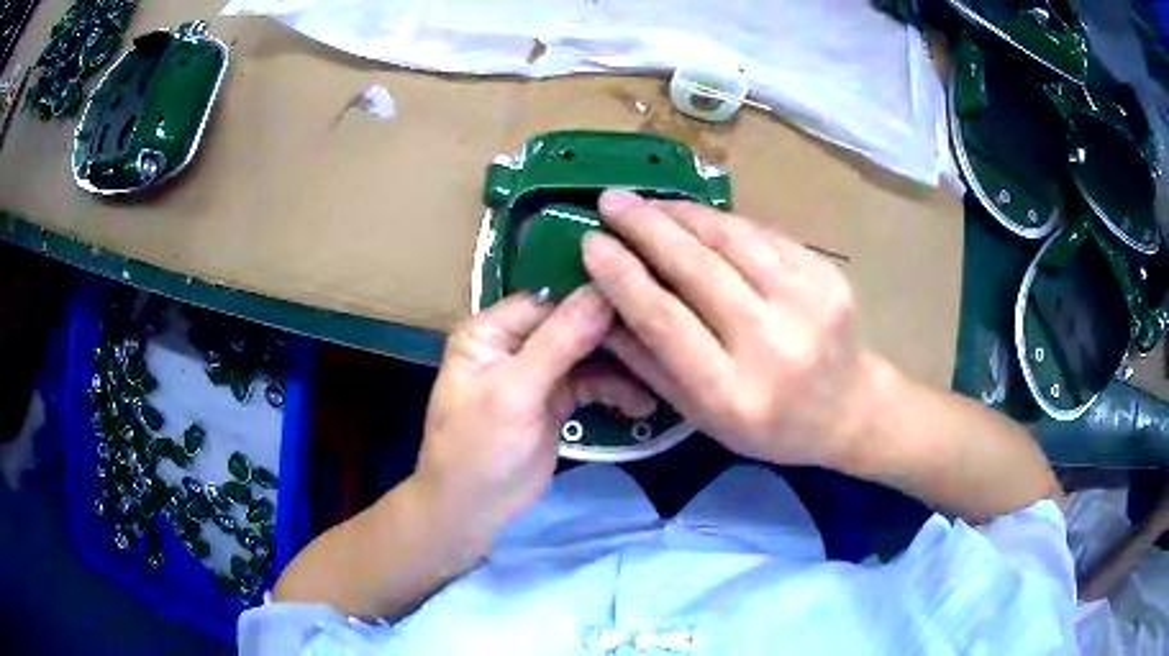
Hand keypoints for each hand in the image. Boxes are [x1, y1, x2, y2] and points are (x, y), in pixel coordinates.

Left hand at [414, 286, 654, 548]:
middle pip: (572, 325)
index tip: (641, 300)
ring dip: (621, 367)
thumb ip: (559, 342)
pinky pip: (592, 384)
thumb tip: (604, 291)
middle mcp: (515, 343)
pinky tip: (642, 405)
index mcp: (491, 331)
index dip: (591, 299)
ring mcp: (537, 372)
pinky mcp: (556, 400)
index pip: (549, 300)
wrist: (473, 509)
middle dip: (613, 335)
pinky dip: (615, 391)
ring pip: (587, 355)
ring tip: (660, 376)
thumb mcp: (515, 393)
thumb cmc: (479, 447)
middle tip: (659, 342)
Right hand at [583, 190, 881, 468]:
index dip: (623, 276)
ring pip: (732, 240)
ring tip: (648, 202)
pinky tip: (697, 216)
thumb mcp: (701, 415)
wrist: (848, 409)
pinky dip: (724, 222)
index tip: (591, 242)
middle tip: (611, 200)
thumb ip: (650, 363)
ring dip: (683, 214)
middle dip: (646, 227)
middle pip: (698, 269)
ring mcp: (807, 303)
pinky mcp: (828, 275)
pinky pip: (764, 236)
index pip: (665, 321)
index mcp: (732, 393)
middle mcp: (772, 345)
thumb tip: (603, 306)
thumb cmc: (768, 425)